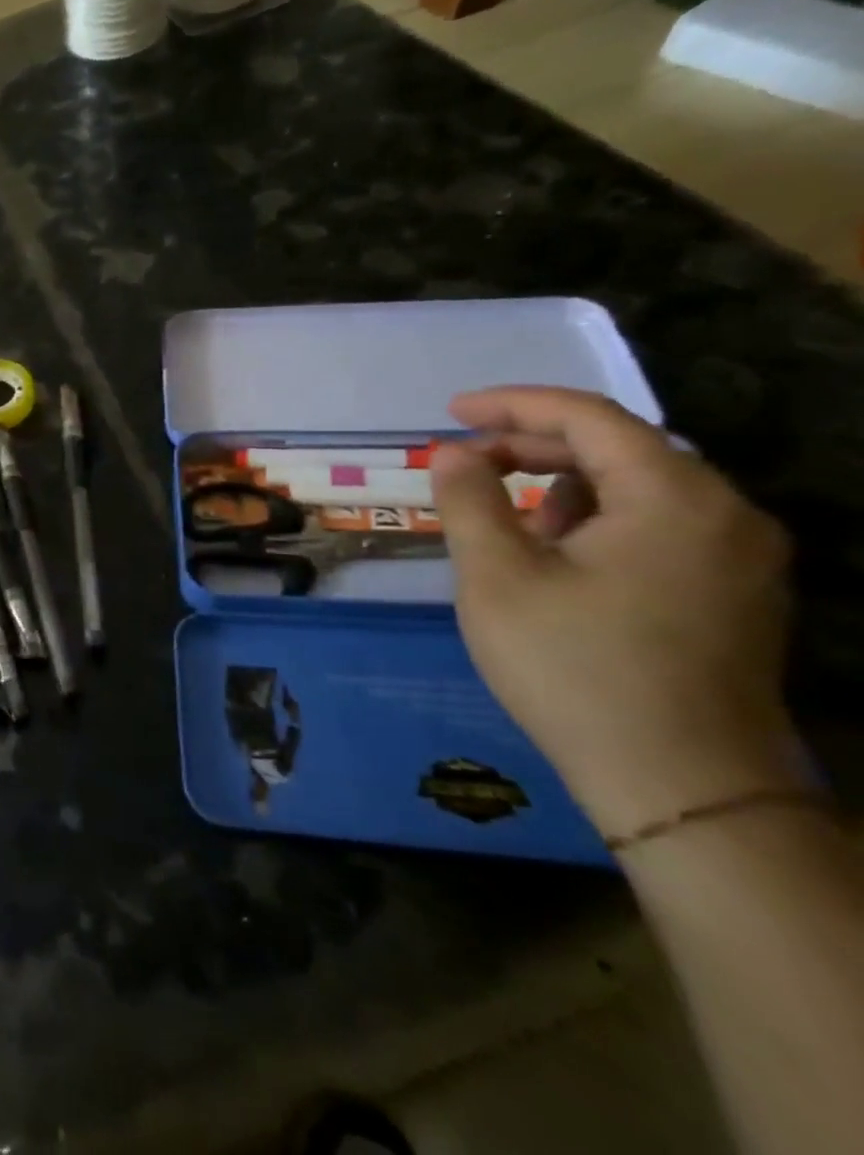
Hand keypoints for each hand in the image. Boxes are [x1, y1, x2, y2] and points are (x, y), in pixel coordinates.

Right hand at [430, 386, 804, 837]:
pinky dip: (599, 519)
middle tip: (466, 462)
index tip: (450, 414)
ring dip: (565, 485)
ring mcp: (742, 556)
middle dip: (534, 445)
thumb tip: (455, 453)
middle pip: (621, 446)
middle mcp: (726, 513)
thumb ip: (469, 500)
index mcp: (674, 498)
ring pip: (641, 487)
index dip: (512, 405)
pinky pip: (661, 525)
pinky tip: (559, 557)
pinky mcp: (737, 593)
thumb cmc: (573, 667)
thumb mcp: (496, 576)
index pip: (589, 417)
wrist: (680, 784)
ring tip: (507, 521)